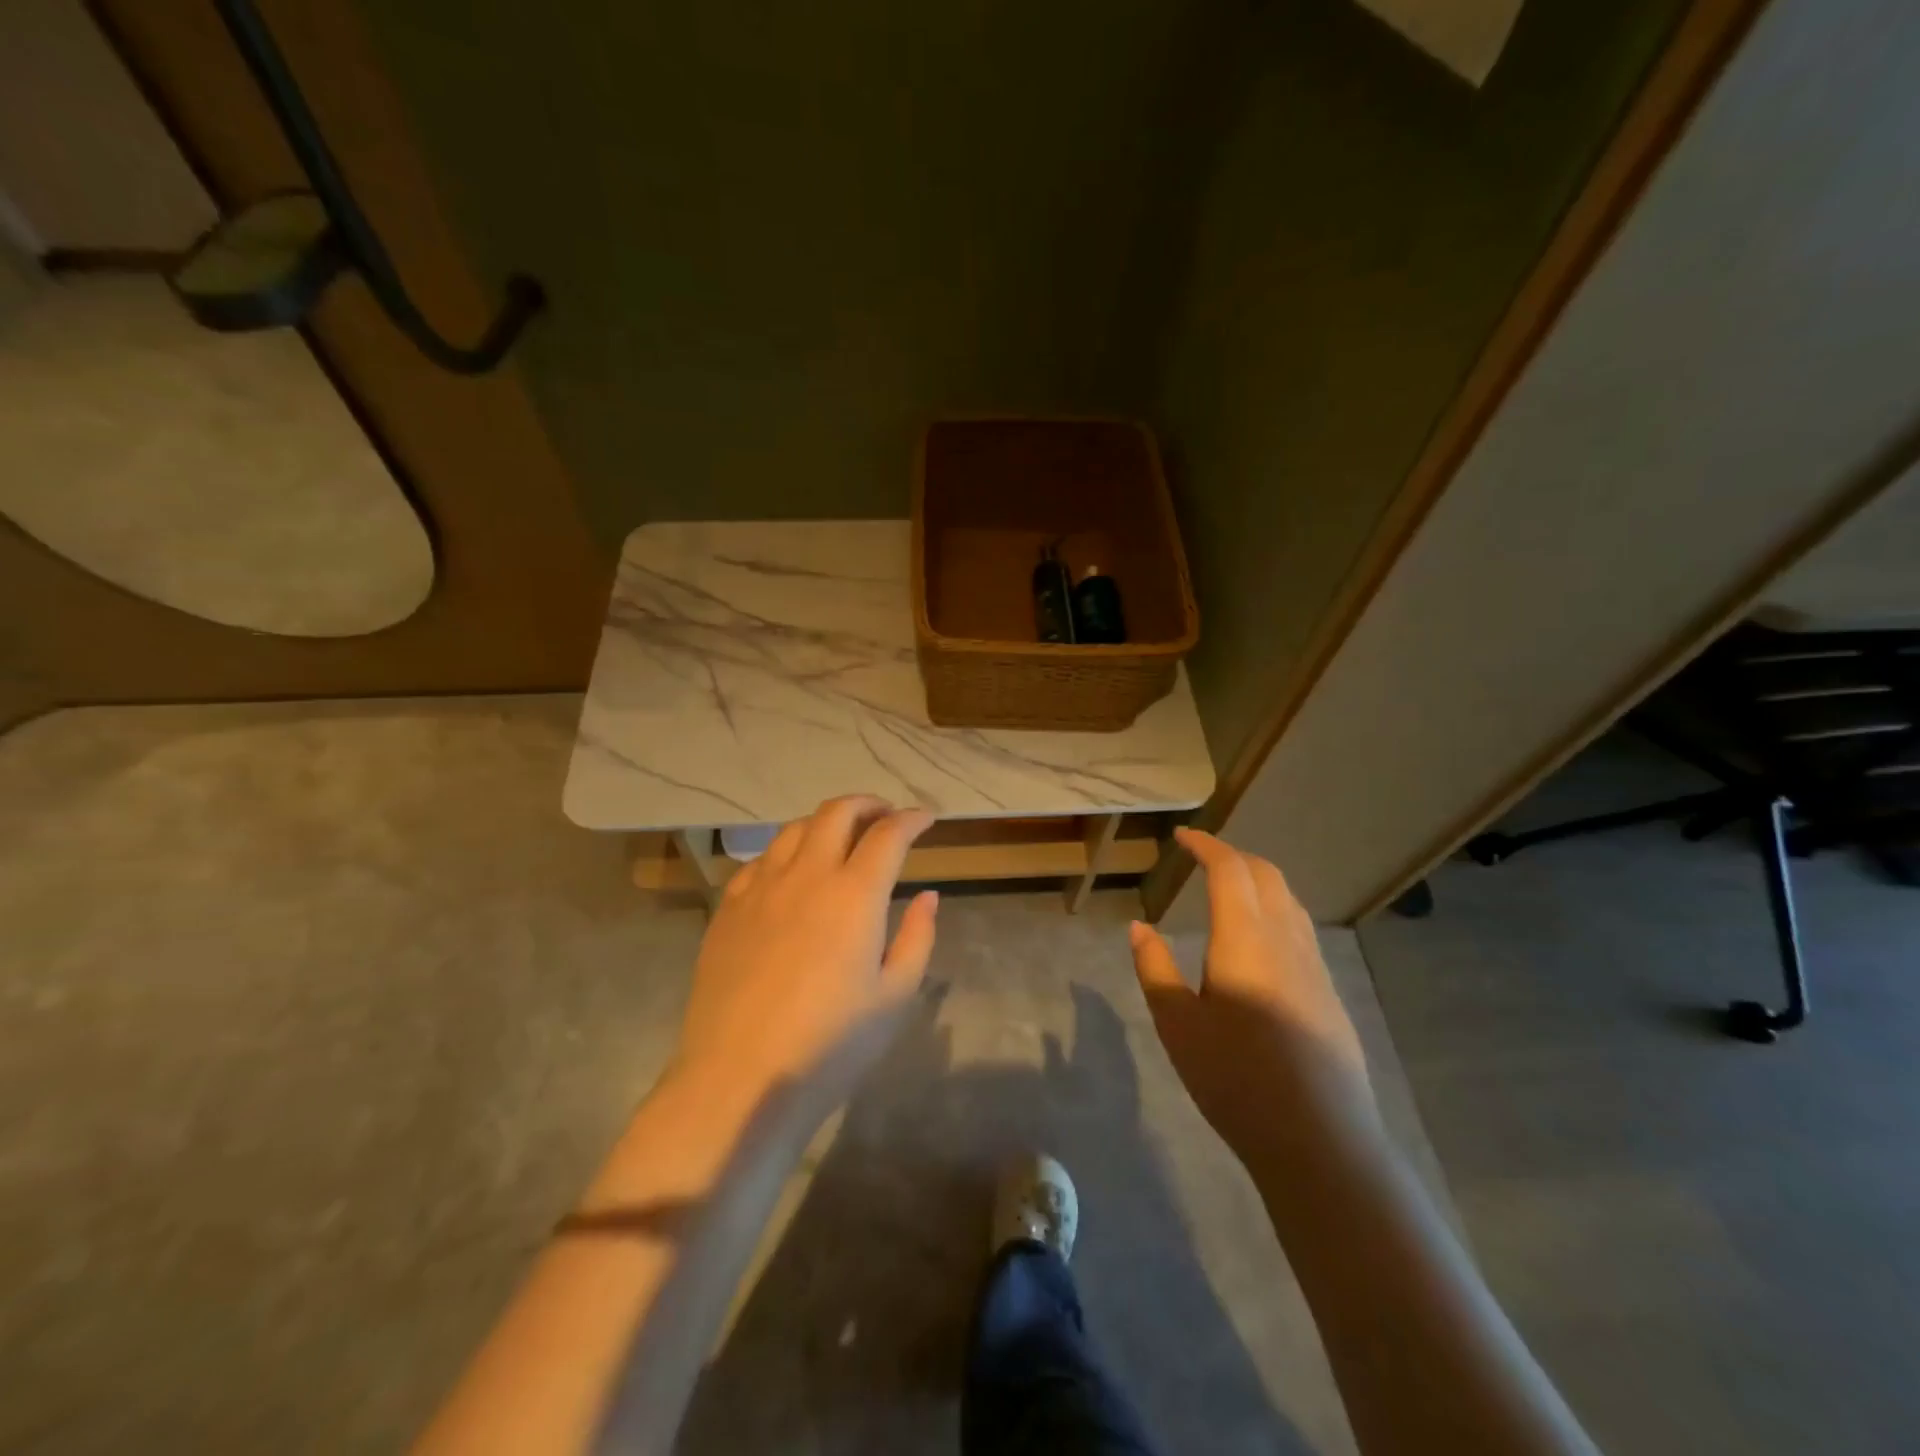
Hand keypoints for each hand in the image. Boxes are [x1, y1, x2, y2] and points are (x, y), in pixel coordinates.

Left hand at [671, 796, 938, 1103]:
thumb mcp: (895, 996)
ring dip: (825, 822)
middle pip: (836, 812)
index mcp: (854, 894)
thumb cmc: (830, 1044)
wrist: (739, 1079)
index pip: (888, 835)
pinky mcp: (728, 909)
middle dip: (867, 805)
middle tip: (885, 816)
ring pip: (794, 829)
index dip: (911, 819)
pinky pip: (759, 861)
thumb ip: (917, 936)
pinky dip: (785, 853)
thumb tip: (927, 895)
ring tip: (841, 839)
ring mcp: (760, 888)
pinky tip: (791, 875)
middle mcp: (806, 875)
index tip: (925, 818)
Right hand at [1129, 828, 1372, 1158]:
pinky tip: (1259, 938)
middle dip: (1233, 856)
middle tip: (1202, 857)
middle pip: (1266, 875)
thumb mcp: (1177, 1024)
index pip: (1229, 870)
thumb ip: (1155, 968)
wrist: (1319, 1139)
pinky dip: (1275, 908)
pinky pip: (1300, 928)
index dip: (1205, 846)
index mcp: (1245, 938)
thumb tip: (1139, 927)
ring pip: (1289, 900)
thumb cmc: (1235, 1078)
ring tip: (1229, 889)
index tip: (1182, 837)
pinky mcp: (1329, 992)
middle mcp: (1285, 939)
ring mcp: (1314, 966)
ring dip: (1258, 880)